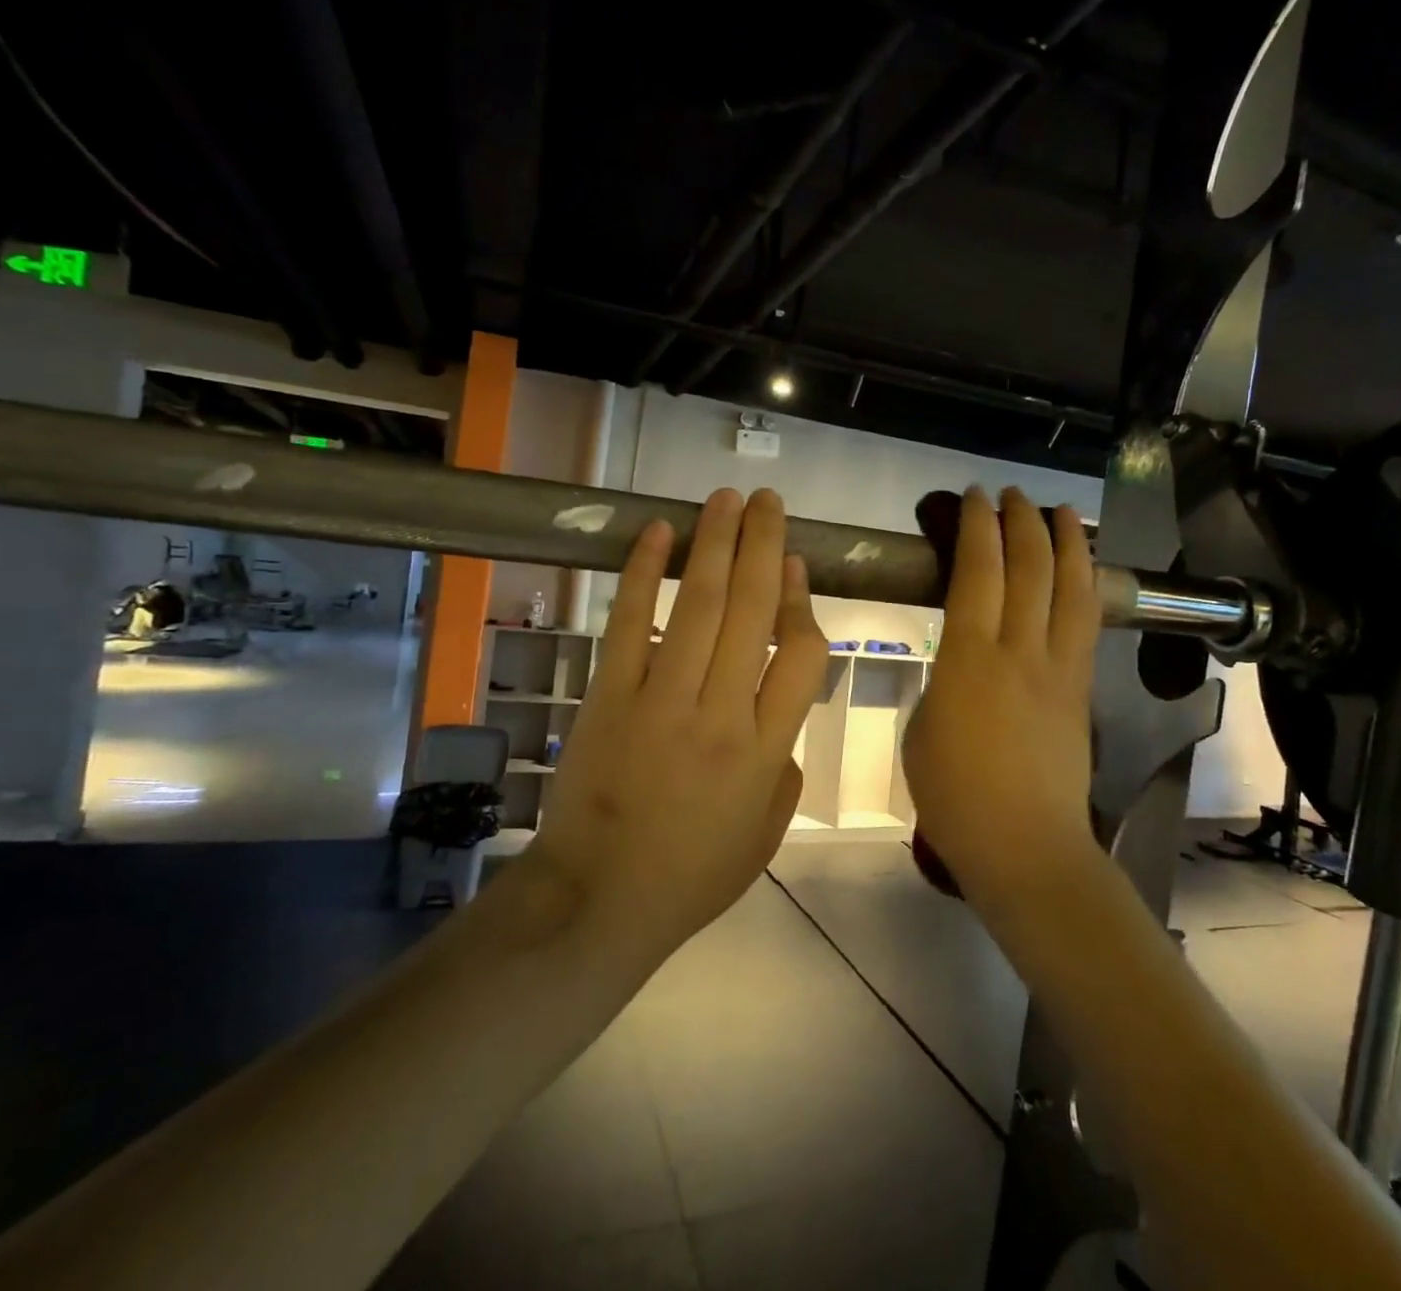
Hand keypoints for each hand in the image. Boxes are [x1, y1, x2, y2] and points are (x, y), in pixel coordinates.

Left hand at [528, 488, 827, 954]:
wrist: (598, 901)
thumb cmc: (691, 875)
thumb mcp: (766, 834)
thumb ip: (785, 767)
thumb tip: (781, 709)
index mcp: (764, 750)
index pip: (800, 654)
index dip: (802, 602)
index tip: (798, 567)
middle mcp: (720, 713)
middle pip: (752, 612)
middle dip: (765, 547)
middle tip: (770, 502)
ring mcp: (661, 700)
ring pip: (698, 606)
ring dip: (716, 544)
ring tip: (727, 500)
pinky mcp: (608, 696)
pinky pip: (630, 623)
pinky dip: (644, 574)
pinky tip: (657, 533)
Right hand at [902, 486, 1104, 909]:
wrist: (1025, 846)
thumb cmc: (955, 795)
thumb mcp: (922, 729)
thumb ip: (943, 682)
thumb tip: (961, 662)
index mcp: (968, 660)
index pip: (977, 573)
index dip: (976, 528)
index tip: (972, 498)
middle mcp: (1019, 651)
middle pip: (1028, 568)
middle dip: (1019, 521)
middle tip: (1009, 494)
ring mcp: (1058, 669)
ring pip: (1068, 588)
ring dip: (1064, 541)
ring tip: (1059, 510)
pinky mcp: (1081, 690)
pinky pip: (1087, 623)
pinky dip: (1086, 584)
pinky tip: (1083, 568)